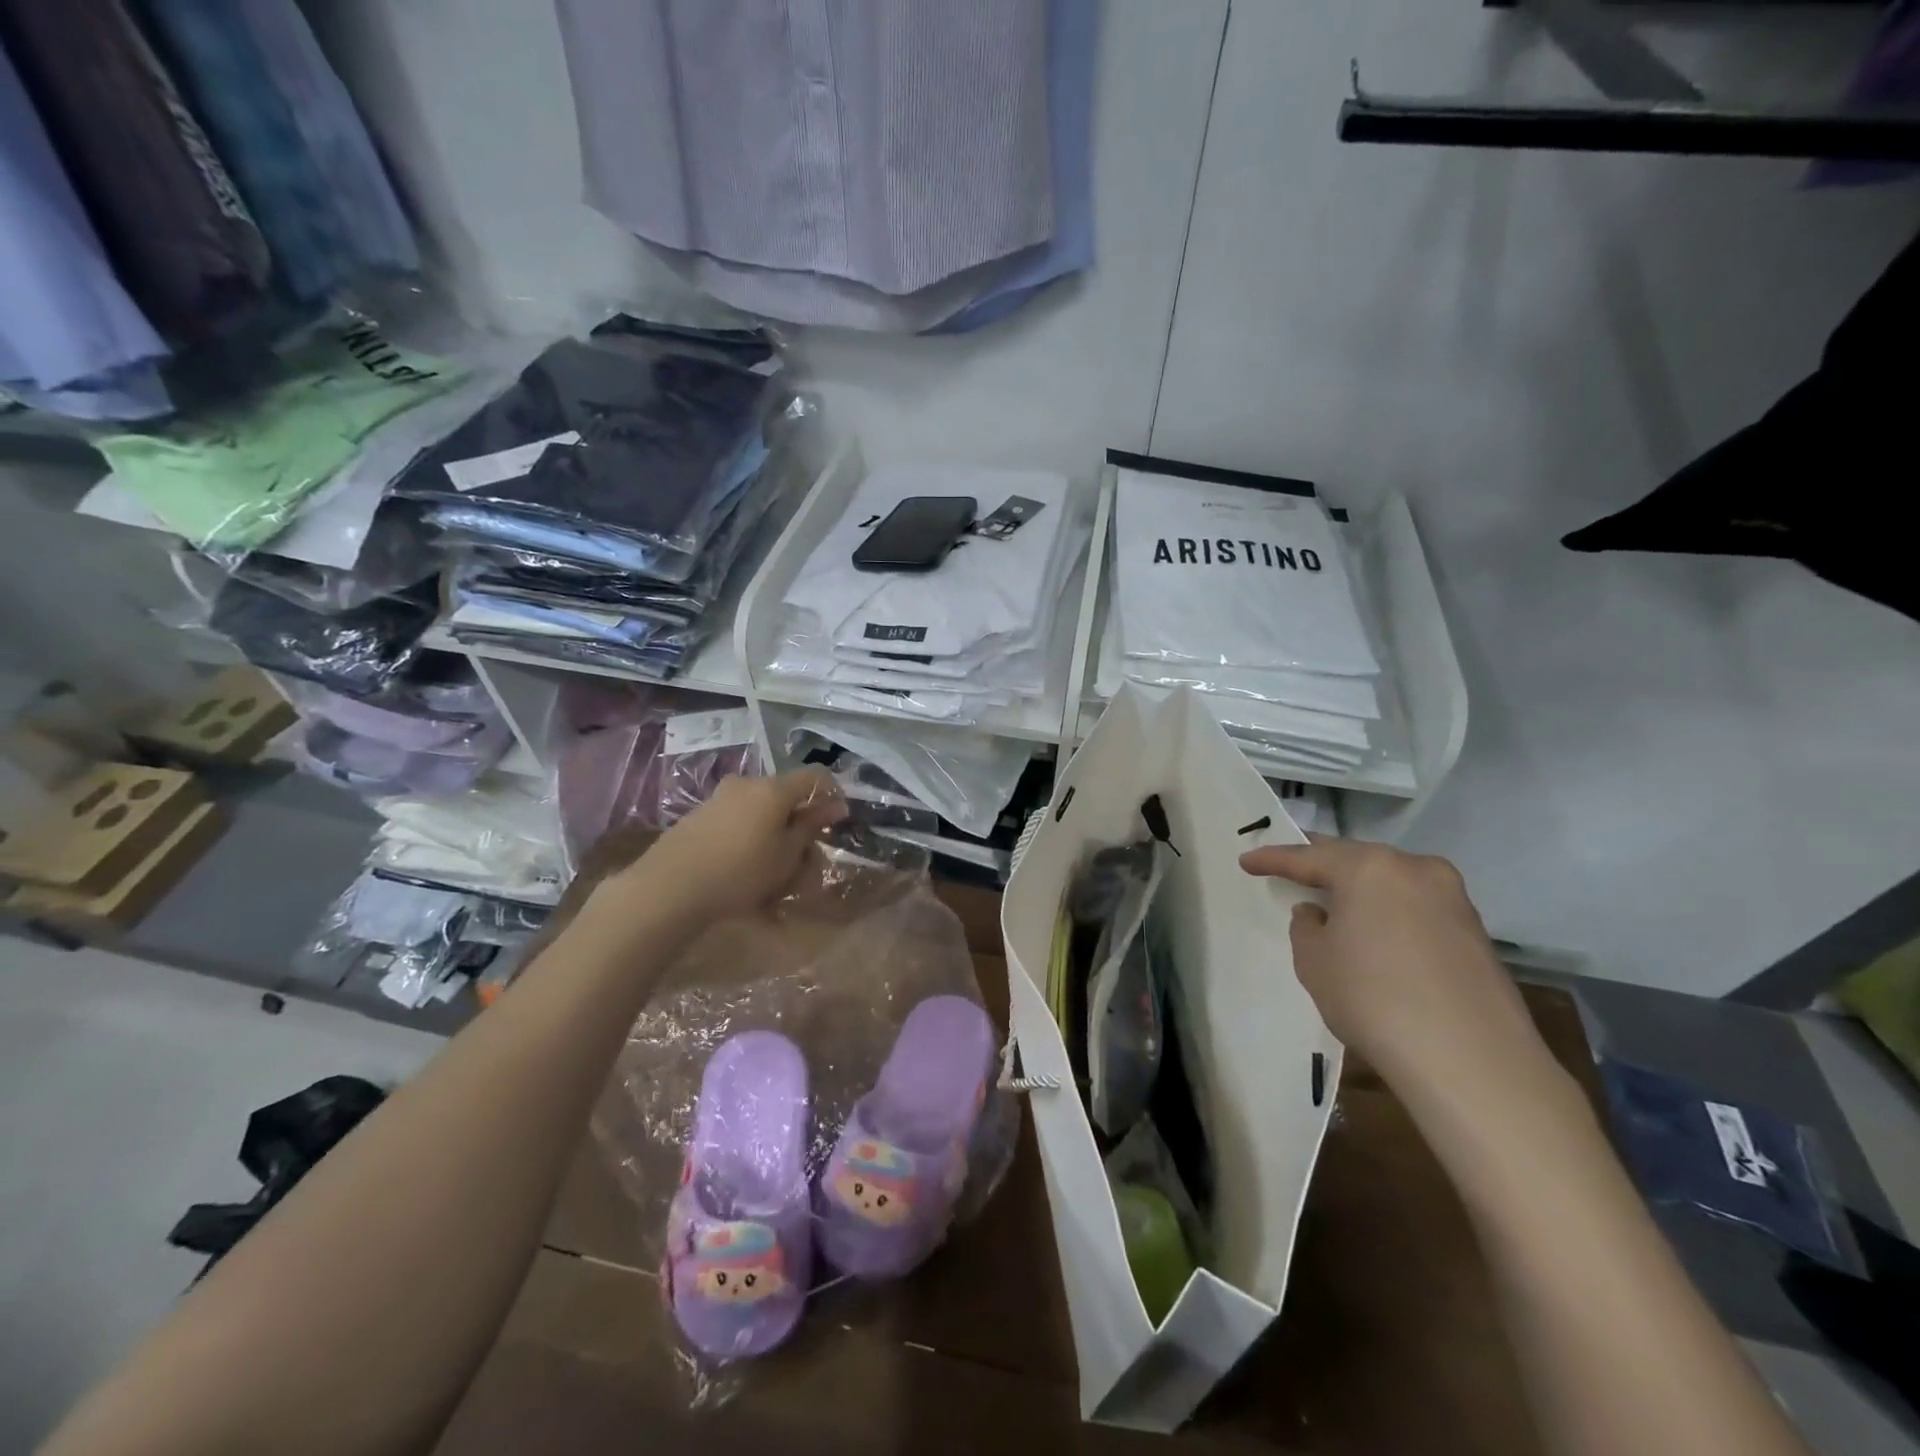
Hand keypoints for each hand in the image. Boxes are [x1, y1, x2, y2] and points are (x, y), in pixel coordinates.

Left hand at [604, 769, 846, 923]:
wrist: (669, 887)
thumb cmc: (741, 871)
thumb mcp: (786, 855)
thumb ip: (810, 827)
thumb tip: (833, 806)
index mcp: (773, 788)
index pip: (815, 776)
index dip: (832, 794)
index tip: (837, 821)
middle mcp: (746, 784)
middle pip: (785, 795)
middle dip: (800, 823)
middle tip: (806, 859)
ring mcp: (719, 798)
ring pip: (760, 811)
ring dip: (774, 836)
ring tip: (775, 875)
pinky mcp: (699, 816)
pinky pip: (737, 823)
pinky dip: (750, 842)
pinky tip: (747, 875)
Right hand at [1239, 839, 1556, 1109]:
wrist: (1471, 1060)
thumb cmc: (1373, 998)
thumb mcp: (1314, 961)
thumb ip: (1307, 927)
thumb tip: (1319, 913)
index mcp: (1369, 868)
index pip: (1309, 856)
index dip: (1273, 858)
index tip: (1248, 860)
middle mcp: (1415, 869)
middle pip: (1357, 859)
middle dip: (1324, 866)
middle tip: (1294, 871)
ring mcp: (1453, 899)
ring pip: (1392, 882)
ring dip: (1362, 889)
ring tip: (1336, 904)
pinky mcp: (1476, 933)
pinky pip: (1418, 908)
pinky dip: (1391, 913)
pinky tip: (1379, 936)